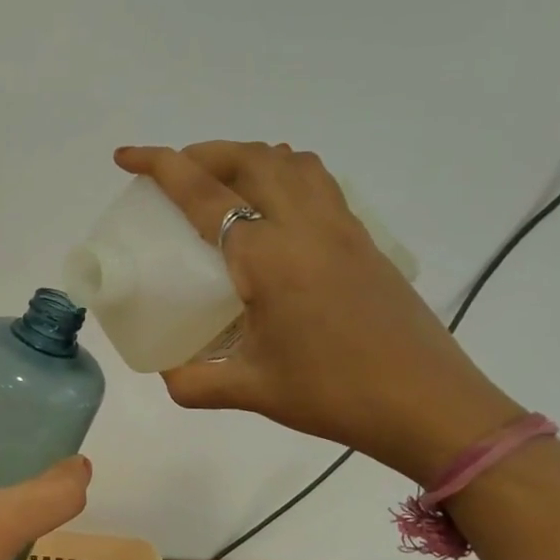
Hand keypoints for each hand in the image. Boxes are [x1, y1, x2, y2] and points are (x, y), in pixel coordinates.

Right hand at [116, 143, 522, 483]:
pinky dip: (285, 173)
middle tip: (174, 172)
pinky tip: (274, 209)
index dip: (160, 166)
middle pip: (250, 159)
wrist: (432, 407)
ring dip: (247, 157)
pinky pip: (319, 182)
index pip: (204, 193)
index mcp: (268, 256)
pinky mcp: (364, 241)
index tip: (126, 156)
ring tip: (221, 182)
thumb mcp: (253, 391)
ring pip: (290, 162)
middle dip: (203, 152)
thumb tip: (165, 373)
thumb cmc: (335, 394)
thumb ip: (195, 381)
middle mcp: (305, 227)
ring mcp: (341, 228)